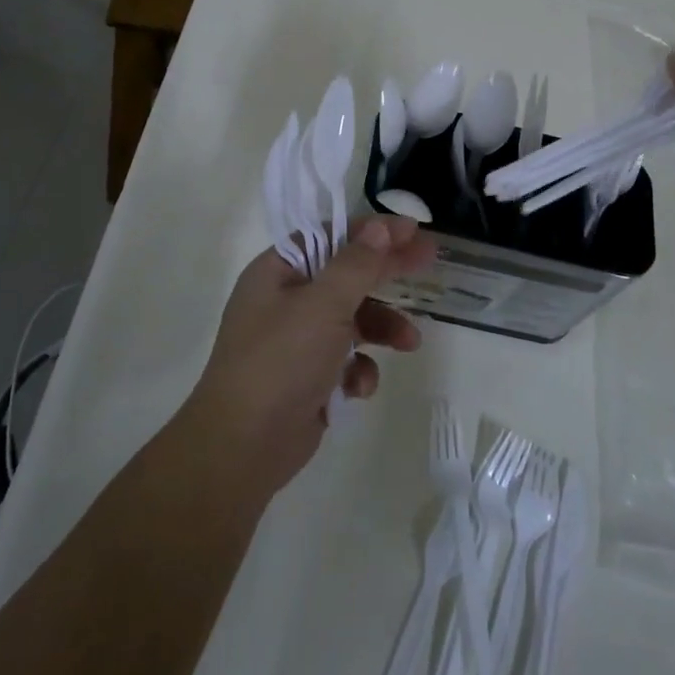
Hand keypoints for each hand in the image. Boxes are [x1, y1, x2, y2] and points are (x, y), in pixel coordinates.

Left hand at [184, 217, 436, 494]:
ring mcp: (296, 341)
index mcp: (277, 272)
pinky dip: (358, 370)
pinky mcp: (308, 378)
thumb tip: (378, 227)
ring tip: (409, 342)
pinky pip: (345, 361)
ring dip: (382, 328)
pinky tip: (358, 387)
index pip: (329, 236)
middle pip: (346, 275)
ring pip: (352, 320)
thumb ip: (356, 264)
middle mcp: (285, 301)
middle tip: (429, 260)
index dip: (371, 231)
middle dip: (387, 273)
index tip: (412, 229)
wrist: (244, 447)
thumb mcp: (323, 304)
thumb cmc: (281, 361)